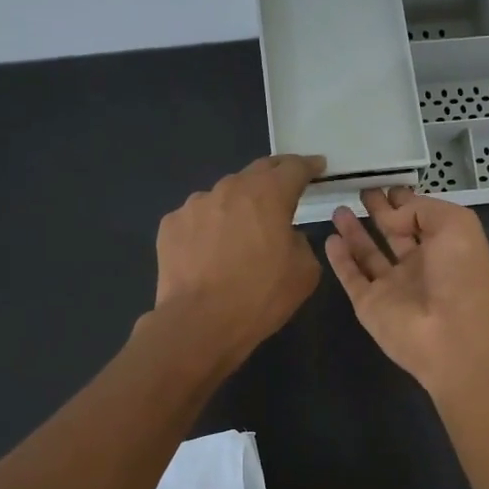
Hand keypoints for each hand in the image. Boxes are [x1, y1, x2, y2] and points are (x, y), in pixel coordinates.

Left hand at [151, 155, 325, 370]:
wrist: (198, 323)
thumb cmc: (259, 297)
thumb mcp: (304, 273)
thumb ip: (301, 242)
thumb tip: (286, 235)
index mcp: (268, 195)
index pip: (294, 167)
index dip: (309, 165)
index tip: (318, 166)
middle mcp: (230, 189)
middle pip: (257, 171)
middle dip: (275, 176)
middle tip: (285, 186)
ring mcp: (195, 204)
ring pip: (224, 195)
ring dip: (238, 205)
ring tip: (241, 230)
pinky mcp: (171, 224)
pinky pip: (198, 218)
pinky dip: (209, 227)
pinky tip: (210, 251)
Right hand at [324, 188, 488, 397]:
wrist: (453, 337)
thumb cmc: (462, 277)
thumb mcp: (456, 225)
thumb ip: (421, 210)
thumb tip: (390, 216)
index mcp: (446, 247)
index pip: (422, 218)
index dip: (406, 201)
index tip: (388, 184)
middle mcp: (420, 266)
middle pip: (395, 233)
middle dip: (379, 212)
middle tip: (361, 191)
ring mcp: (393, 287)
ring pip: (369, 254)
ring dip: (355, 232)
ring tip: (339, 209)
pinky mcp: (369, 304)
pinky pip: (351, 277)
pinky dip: (339, 259)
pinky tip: (330, 239)